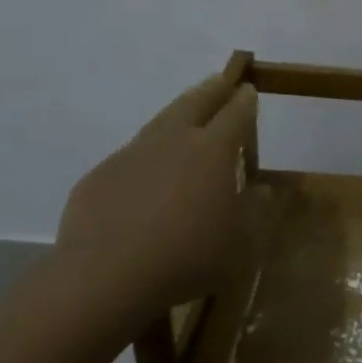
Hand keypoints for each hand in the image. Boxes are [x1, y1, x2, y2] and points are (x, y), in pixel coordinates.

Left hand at [49, 73, 259, 335]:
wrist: (104, 279)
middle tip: (222, 83)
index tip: (249, 90)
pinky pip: (131, 157)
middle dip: (212, 90)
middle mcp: (173, 140)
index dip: (245, 100)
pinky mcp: (100, 176)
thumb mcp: (240, 244)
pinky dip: (146, 156)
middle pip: (196, 102)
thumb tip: (261, 189)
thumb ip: (255, 211)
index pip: (236, 113)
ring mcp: (132, 154)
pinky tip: (146, 177)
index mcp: (213, 149)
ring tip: (186, 118)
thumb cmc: (187, 258)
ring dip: (178, 115)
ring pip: (160, 122)